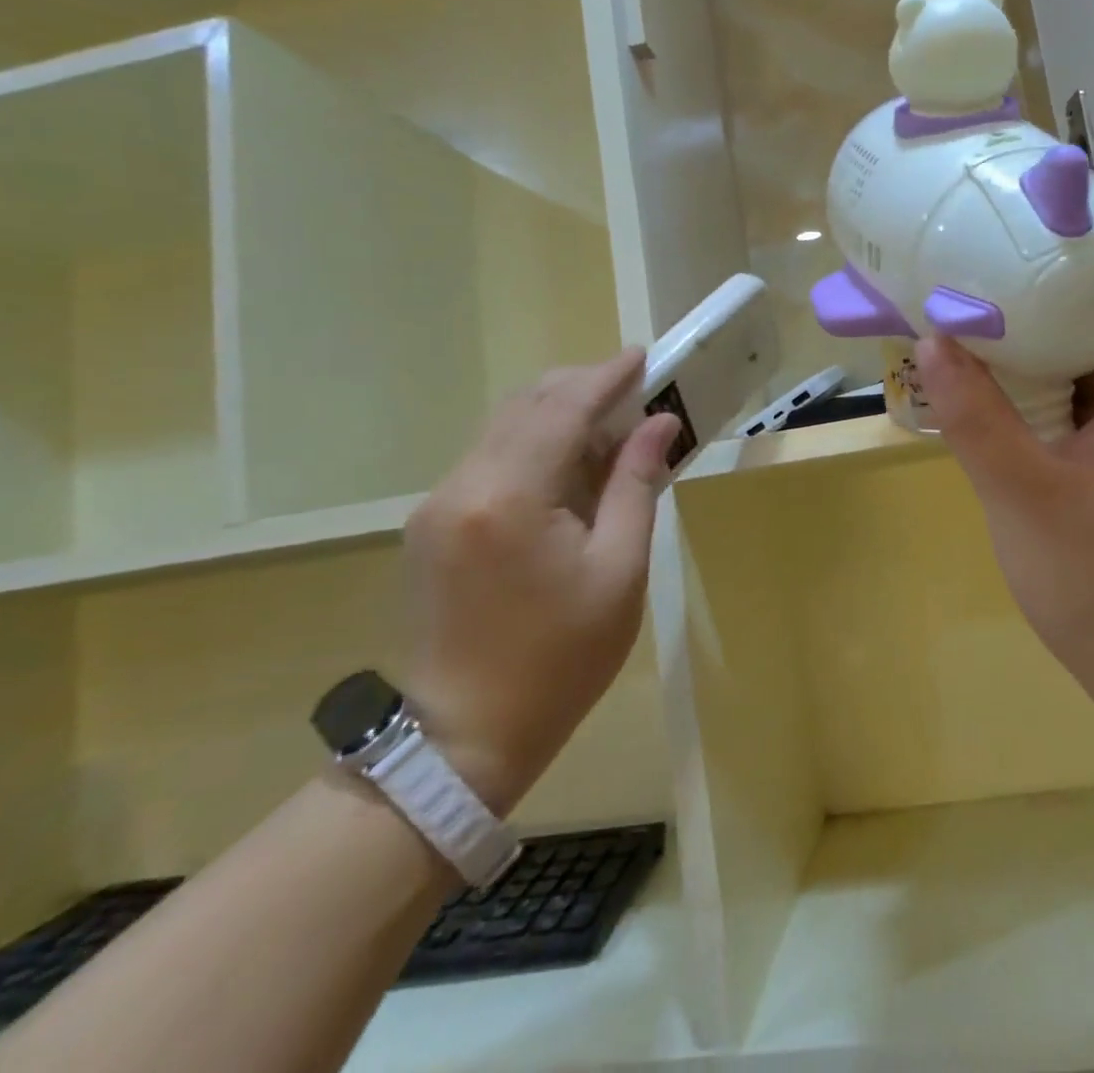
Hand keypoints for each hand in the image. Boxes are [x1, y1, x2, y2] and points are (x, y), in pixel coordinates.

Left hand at [401, 350, 679, 813]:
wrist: (463, 737)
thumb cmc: (560, 658)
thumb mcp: (619, 570)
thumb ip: (636, 484)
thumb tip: (661, 424)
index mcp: (511, 496)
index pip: (562, 409)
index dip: (605, 377)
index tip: (642, 356)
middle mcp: (463, 485)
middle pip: (526, 406)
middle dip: (581, 389)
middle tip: (634, 394)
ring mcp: (438, 503)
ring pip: (504, 429)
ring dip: (557, 417)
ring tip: (610, 432)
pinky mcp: (432, 523)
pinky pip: (490, 460)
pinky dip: (533, 448)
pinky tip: (568, 471)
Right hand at [916, 291, 1093, 730]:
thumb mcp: (1025, 492)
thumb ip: (977, 417)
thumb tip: (932, 339)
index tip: (1041, 246)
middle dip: (1055, 300)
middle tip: (989, 282)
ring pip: (1090, 373)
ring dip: (1042, 349)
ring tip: (979, 328)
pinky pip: (1076, 412)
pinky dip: (1040, 395)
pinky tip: (992, 401)